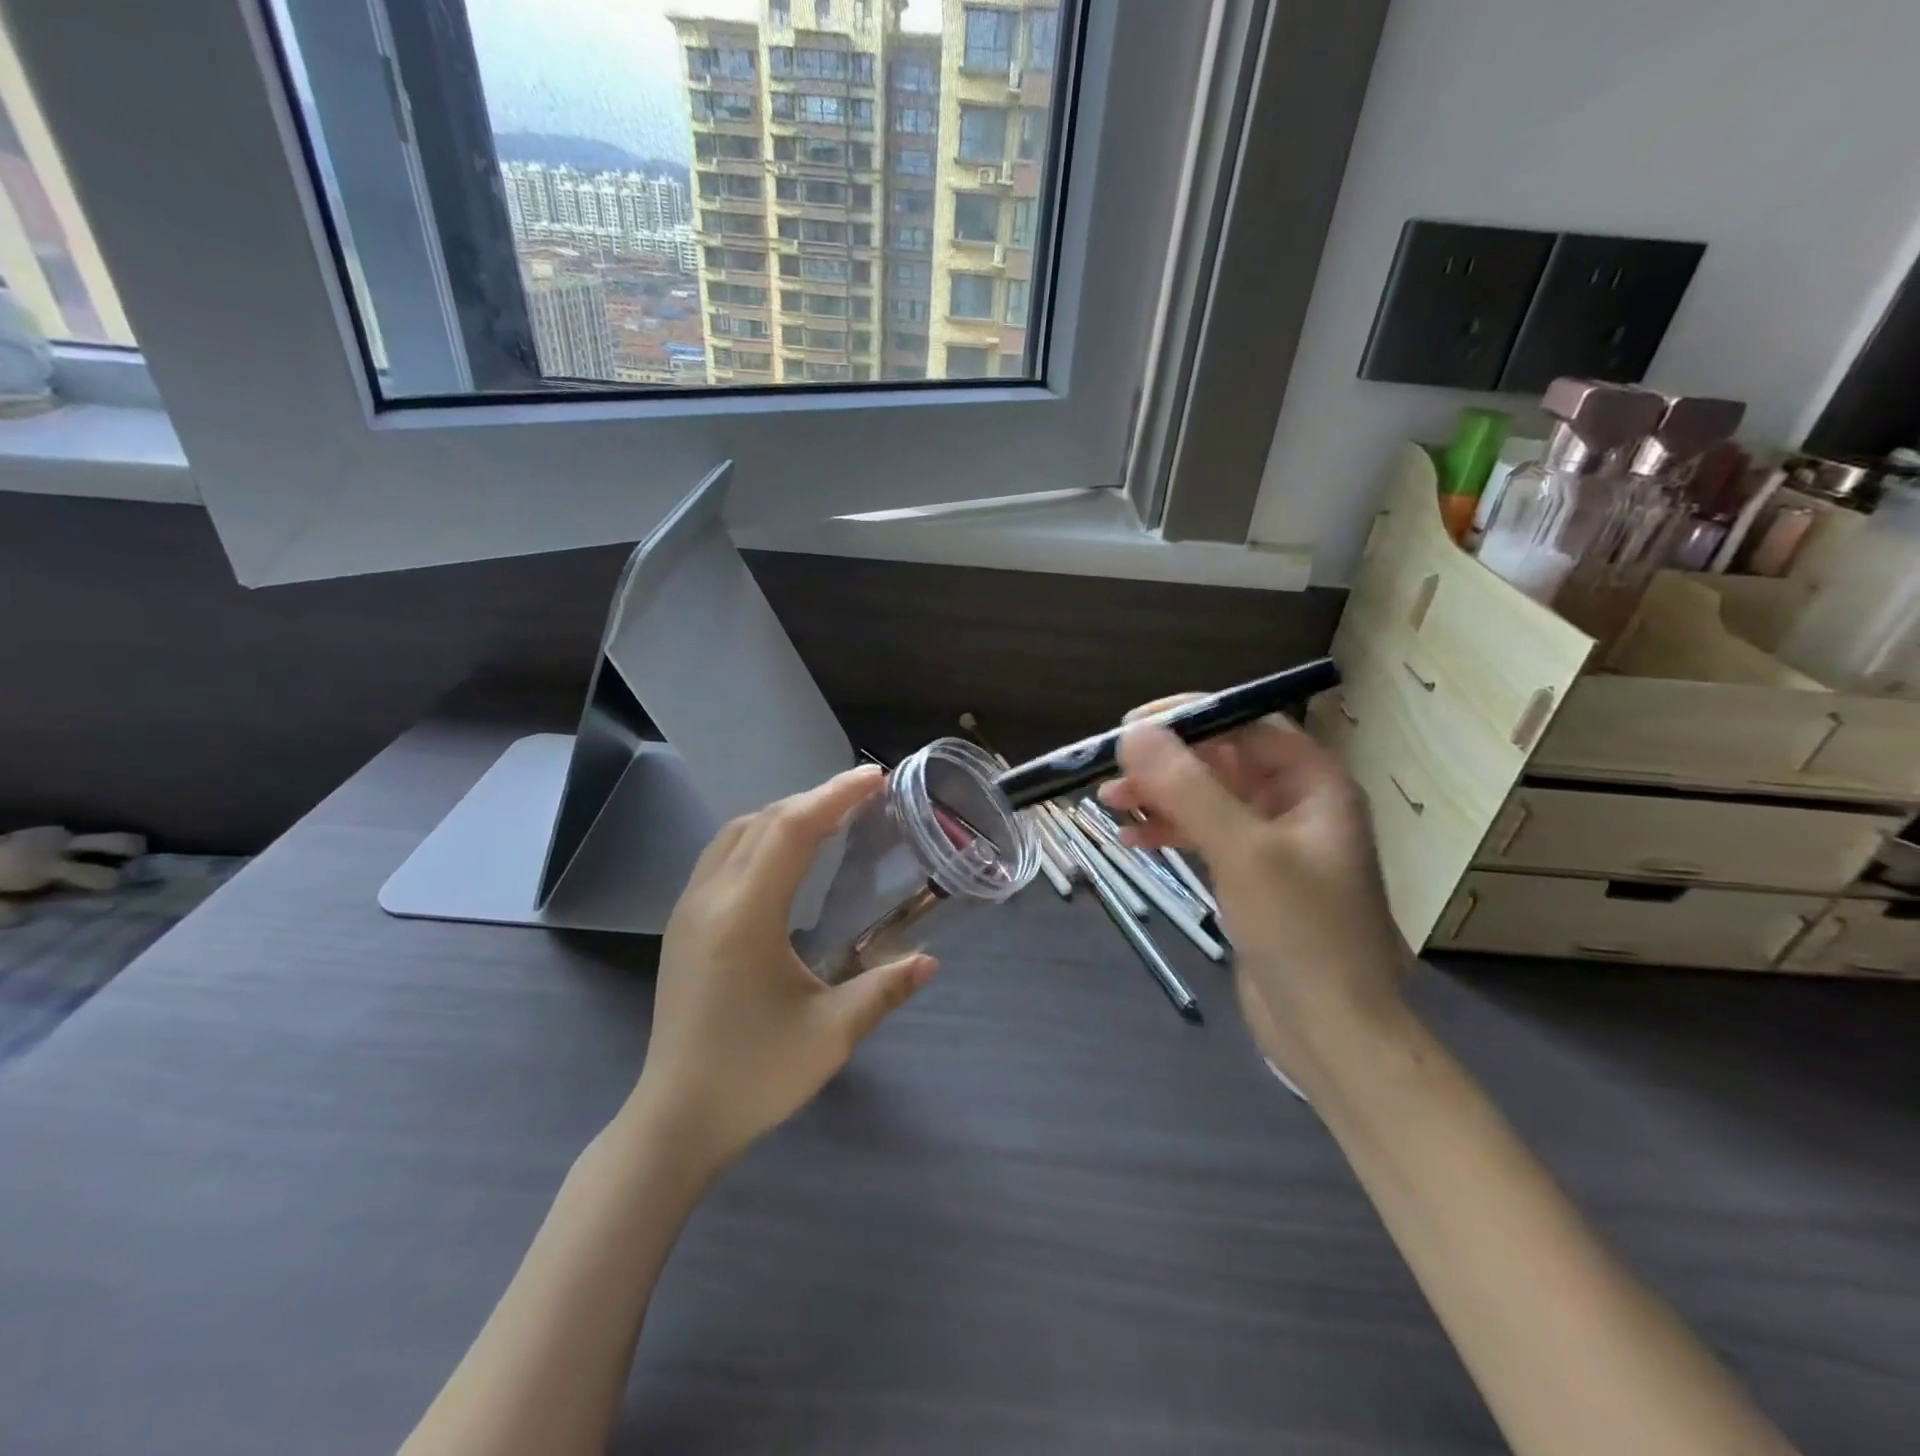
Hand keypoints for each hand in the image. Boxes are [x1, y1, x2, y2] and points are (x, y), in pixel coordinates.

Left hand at [631, 766, 938, 1169]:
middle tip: (863, 794)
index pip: (791, 829)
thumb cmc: (755, 1076)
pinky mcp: (682, 926)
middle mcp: (710, 898)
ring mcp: (688, 909)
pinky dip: (759, 836)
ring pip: (736, 833)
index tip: (873, 778)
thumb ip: (884, 989)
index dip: (834, 795)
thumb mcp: (832, 1034)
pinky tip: (784, 857)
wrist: (675, 1120)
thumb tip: (930, 961)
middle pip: (763, 821)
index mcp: (745, 915)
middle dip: (814, 798)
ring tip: (828, 816)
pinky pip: (722, 855)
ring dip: (783, 814)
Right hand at [1099, 703, 1410, 1086]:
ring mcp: (1274, 842)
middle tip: (1110, 769)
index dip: (1189, 718)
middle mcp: (1297, 804)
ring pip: (1208, 799)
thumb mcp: (1242, 851)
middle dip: (1166, 763)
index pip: (1246, 724)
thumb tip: (1135, 733)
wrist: (1334, 1033)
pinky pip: (1206, 836)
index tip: (1132, 727)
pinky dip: (1169, 832)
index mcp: (1314, 783)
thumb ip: (1188, 788)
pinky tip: (1132, 839)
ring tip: (1107, 802)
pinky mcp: (1253, 876)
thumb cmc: (1300, 932)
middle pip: (1222, 760)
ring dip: (1160, 797)